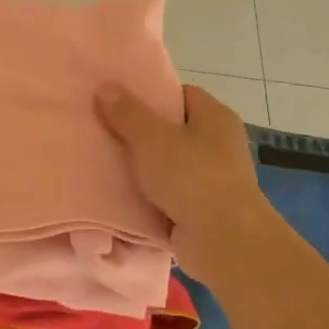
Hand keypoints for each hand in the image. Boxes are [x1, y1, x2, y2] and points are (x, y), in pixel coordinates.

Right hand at [96, 83, 277, 283]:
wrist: (223, 241)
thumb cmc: (192, 177)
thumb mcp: (152, 138)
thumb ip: (127, 113)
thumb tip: (106, 87)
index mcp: (216, 118)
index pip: (182, 95)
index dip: (152, 95)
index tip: (119, 102)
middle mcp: (220, 145)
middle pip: (173, 131)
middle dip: (141, 134)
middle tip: (105, 132)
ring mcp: (213, 180)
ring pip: (169, 166)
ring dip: (143, 169)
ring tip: (105, 164)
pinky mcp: (203, 210)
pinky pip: (169, 196)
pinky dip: (149, 197)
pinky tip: (120, 196)